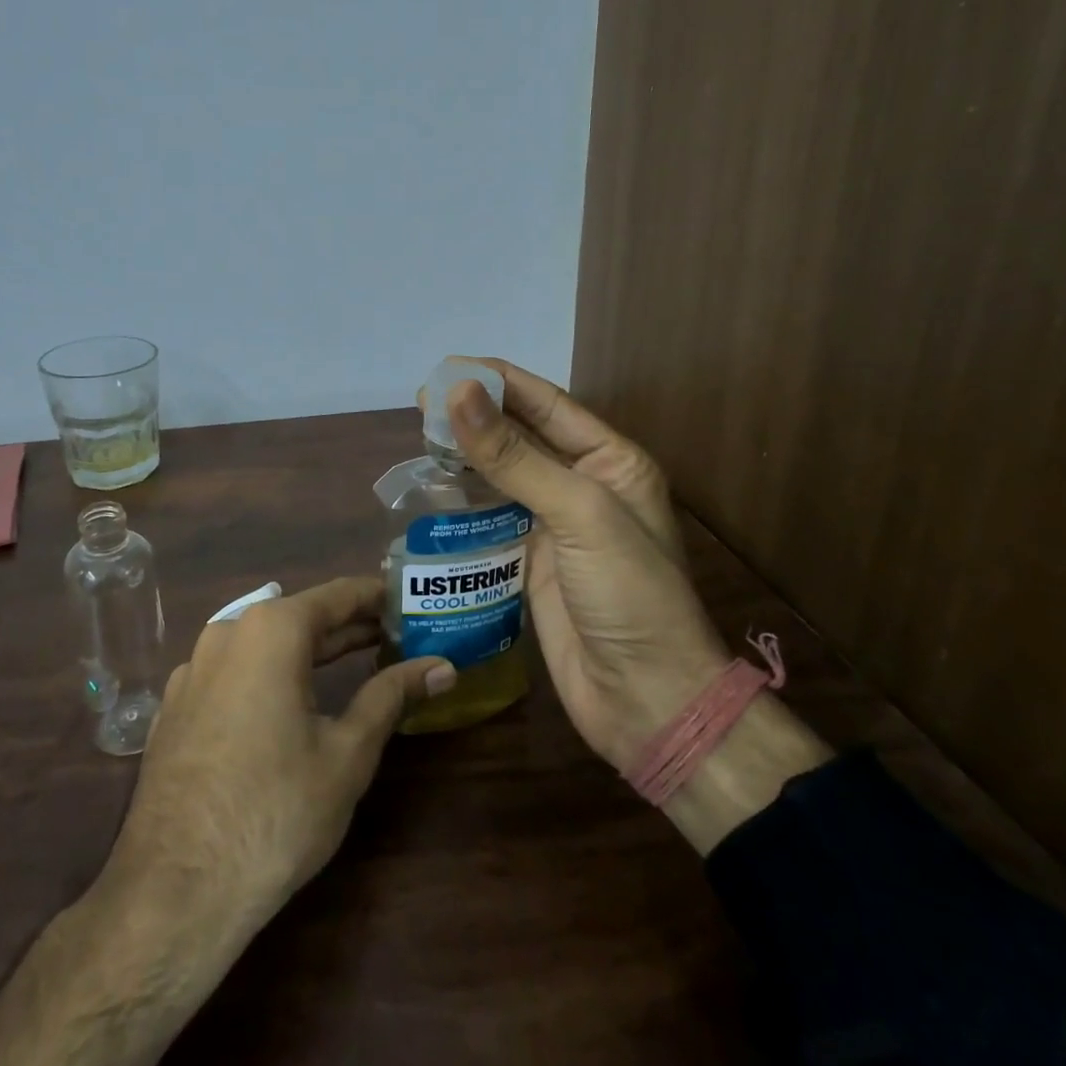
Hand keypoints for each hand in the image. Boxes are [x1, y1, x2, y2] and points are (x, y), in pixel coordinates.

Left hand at [111, 577, 452, 928]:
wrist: (174, 893)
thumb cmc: (276, 812)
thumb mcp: (348, 752)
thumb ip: (392, 696)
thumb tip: (443, 667)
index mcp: (270, 631)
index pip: (337, 595)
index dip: (377, 596)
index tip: (409, 599)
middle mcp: (226, 634)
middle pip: (300, 617)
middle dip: (348, 625)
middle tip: (395, 634)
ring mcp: (192, 670)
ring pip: (263, 644)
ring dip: (308, 650)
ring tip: (352, 660)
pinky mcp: (175, 707)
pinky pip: (233, 672)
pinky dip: (269, 674)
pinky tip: (289, 701)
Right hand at [443, 359, 728, 771]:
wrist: (645, 699)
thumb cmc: (628, 593)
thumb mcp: (578, 513)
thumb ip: (515, 455)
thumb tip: (459, 392)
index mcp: (612, 461)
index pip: (547, 404)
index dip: (499, 381)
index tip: (447, 367)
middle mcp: (584, 485)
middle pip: (522, 435)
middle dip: (477, 414)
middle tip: (422, 400)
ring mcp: (557, 525)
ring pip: (503, 474)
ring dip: (466, 454)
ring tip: (421, 434)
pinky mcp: (531, 560)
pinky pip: (491, 517)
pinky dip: (464, 500)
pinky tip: (433, 486)